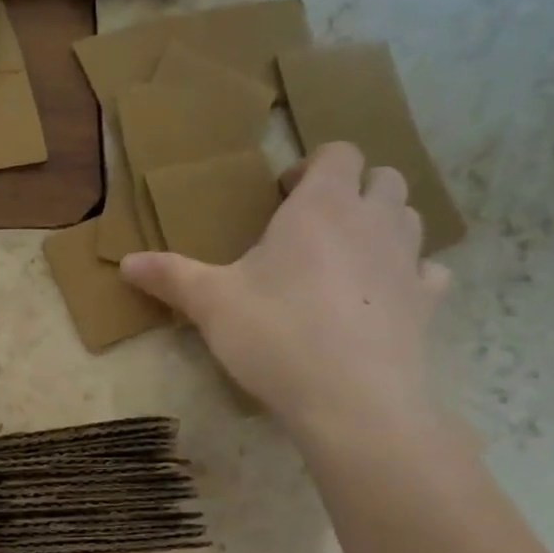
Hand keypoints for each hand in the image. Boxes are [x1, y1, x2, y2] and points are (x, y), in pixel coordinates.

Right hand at [121, 142, 450, 446]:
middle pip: (383, 177)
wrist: (352, 400)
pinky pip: (429, 271)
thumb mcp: (211, 304)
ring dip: (384, 224)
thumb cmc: (276, 335)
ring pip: (411, 218)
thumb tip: (124, 262)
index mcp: (322, 206)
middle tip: (316, 225)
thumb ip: (170, 276)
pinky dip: (410, 274)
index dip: (313, 165)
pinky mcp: (427, 303)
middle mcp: (373, 220)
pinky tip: (384, 297)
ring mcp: (408, 261)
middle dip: (354, 189)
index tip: (284, 196)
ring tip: (349, 256)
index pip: (337, 152)